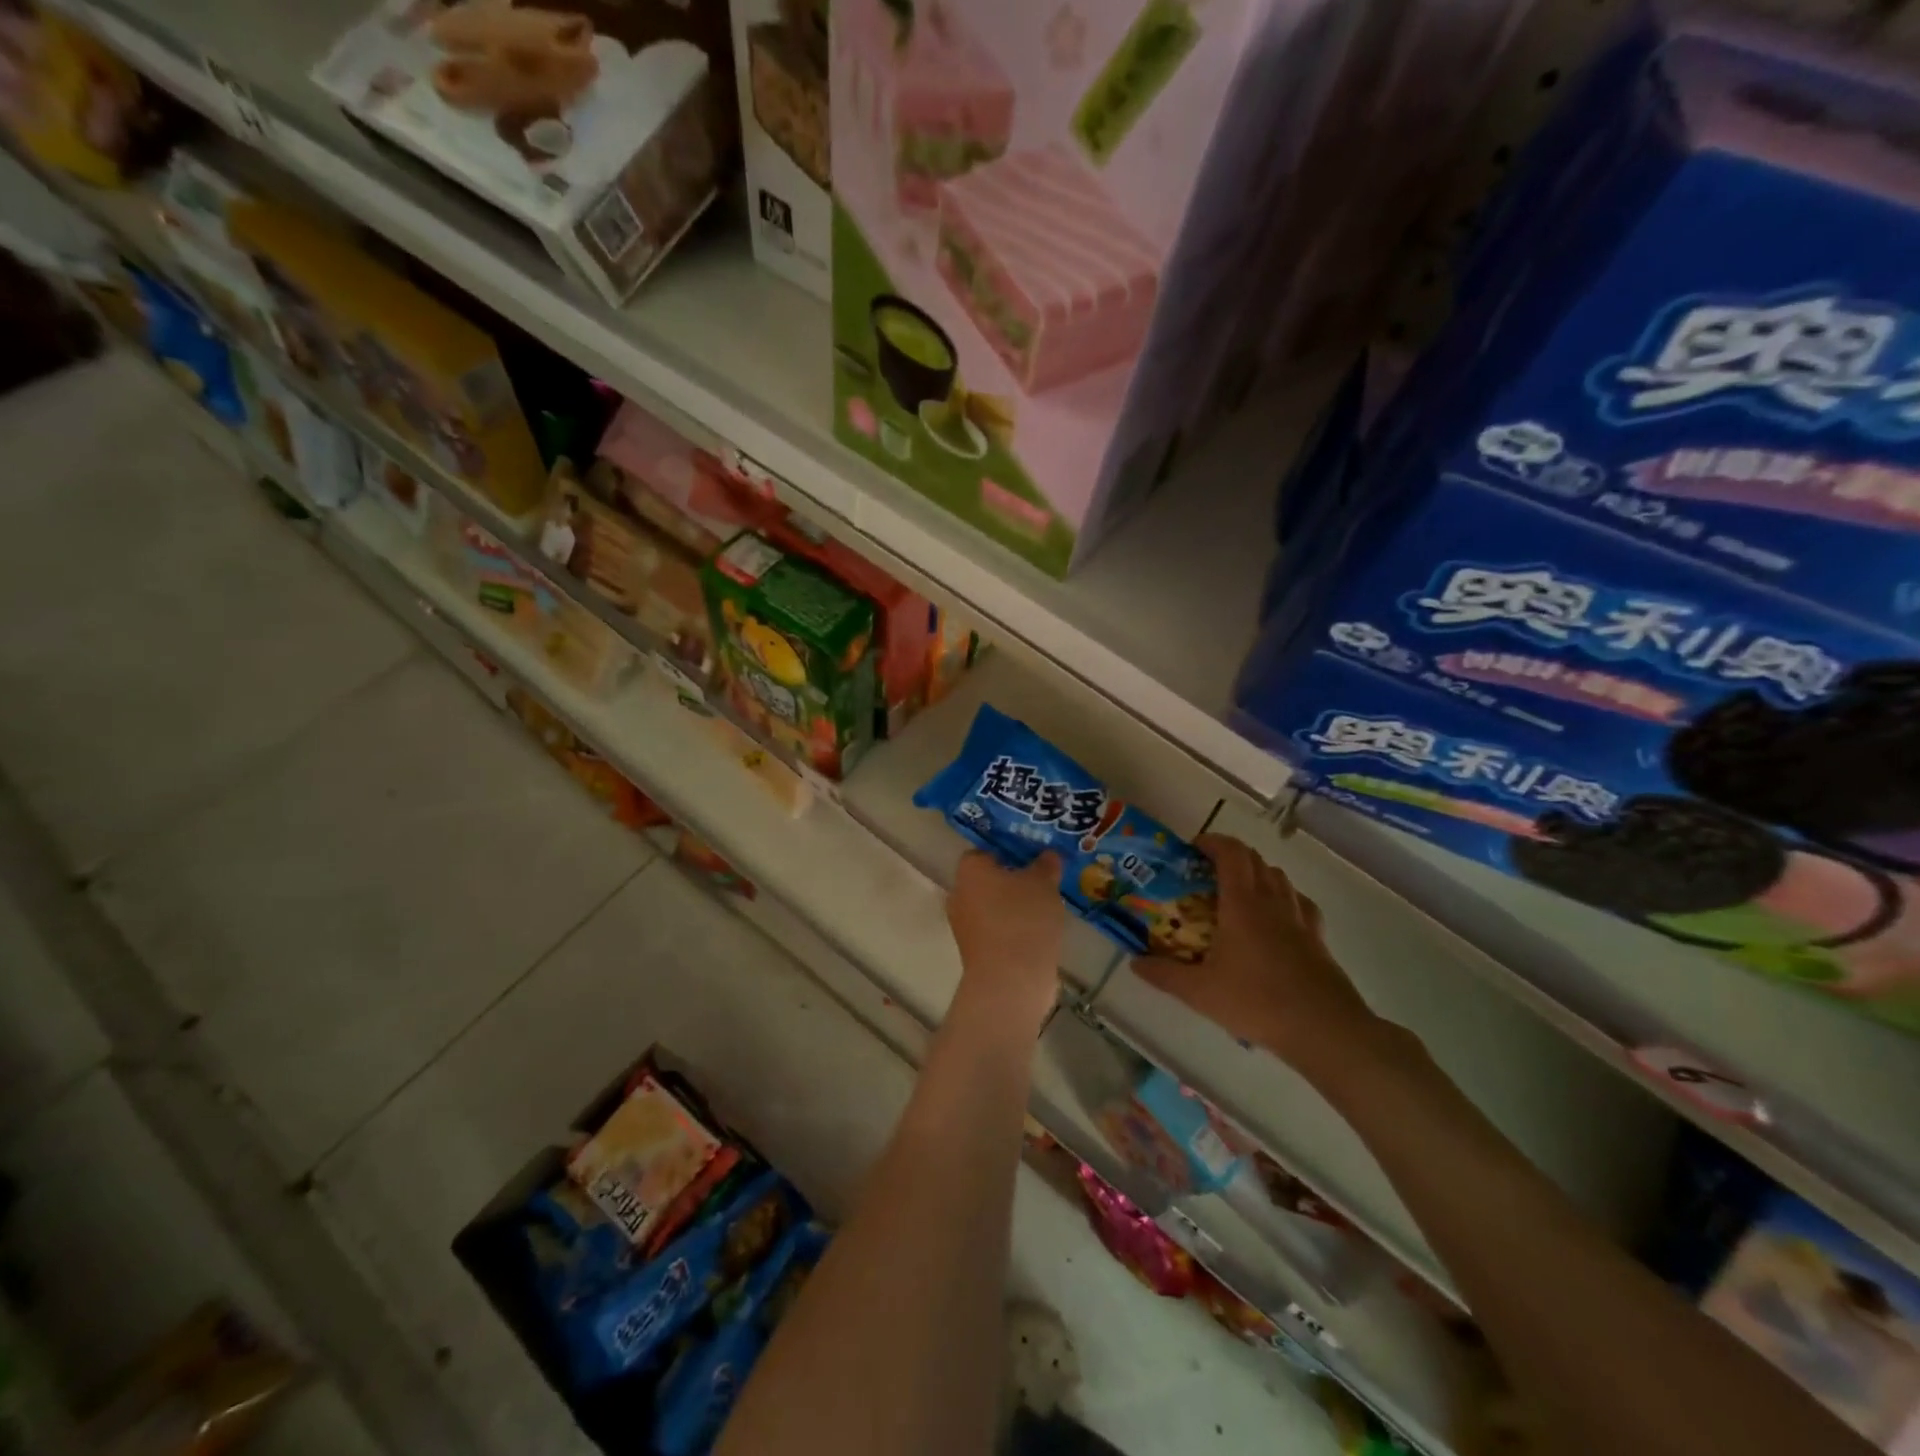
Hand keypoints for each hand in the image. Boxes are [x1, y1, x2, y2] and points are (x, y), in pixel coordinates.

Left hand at [946, 852, 1064, 1034]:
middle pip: (987, 879)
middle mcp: (959, 893)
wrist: (1010, 981)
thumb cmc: (1023, 919)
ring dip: (1013, 906)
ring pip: (991, 906)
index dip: (1008, 851)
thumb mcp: (1043, 884)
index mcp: (970, 869)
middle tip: (1042, 880)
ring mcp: (964, 925)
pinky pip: (995, 930)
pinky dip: (1013, 929)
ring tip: (1045, 907)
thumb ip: (1046, 865)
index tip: (1032, 857)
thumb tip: (1049, 854)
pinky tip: (1037, 932)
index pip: (984, 851)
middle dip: (1012, 880)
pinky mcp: (974, 951)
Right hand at [1133, 835, 1380, 1071]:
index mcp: (1243, 904)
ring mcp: (1300, 919)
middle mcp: (1273, 902)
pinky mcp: (1318, 939)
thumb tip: (1134, 962)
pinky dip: (1284, 898)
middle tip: (1208, 871)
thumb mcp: (1200, 992)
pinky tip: (1277, 918)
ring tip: (1239, 892)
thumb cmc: (1256, 1002)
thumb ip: (1164, 974)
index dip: (1212, 842)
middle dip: (1231, 855)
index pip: (1231, 853)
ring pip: (1279, 878)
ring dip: (1258, 873)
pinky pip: (1300, 903)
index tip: (1193, 848)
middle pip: (1255, 860)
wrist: (1324, 1029)